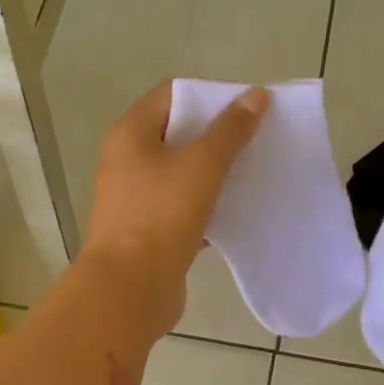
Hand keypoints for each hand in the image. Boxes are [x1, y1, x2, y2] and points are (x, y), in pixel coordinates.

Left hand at [81, 80, 268, 335]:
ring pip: (181, 176)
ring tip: (252, 175)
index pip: (171, 95)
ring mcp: (136, 200)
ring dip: (214, 174)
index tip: (246, 109)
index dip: (209, 95)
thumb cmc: (161, 217)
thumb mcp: (201, 166)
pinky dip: (207, 208)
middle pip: (177, 135)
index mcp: (130, 135)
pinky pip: (182, 209)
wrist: (131, 289)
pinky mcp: (148, 233)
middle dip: (216, 136)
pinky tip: (236, 213)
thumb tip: (256, 95)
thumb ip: (230, 131)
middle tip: (256, 141)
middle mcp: (127, 162)